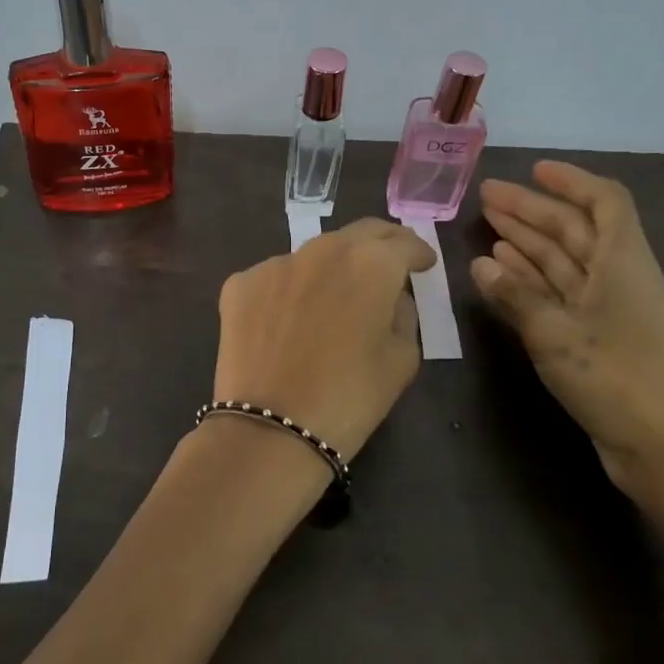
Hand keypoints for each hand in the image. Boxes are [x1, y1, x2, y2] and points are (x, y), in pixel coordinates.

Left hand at [213, 218, 435, 459]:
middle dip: (380, 245)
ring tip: (335, 297)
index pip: (403, 243)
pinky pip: (275, 279)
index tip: (423, 264)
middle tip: (389, 265)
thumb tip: (392, 296)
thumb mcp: (402, 359)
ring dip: (331, 268)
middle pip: (359, 235)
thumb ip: (404, 314)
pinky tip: (289, 321)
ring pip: (313, 255)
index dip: (418, 253)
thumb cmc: (350, 397)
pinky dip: (289, 290)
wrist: (271, 428)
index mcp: (371, 262)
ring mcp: (275, 263)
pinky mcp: (240, 283)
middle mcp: (322, 249)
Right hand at [470, 161, 663, 568]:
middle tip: (486, 199)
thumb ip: (516, 296)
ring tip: (487, 228)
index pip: (603, 202)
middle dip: (532, 211)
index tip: (534, 171)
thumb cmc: (619, 378)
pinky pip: (558, 296)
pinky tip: (500, 274)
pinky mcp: (596, 340)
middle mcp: (617, 278)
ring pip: (563, 263)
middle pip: (575, 230)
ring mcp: (607, 310)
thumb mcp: (557, 332)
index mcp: (622, 262)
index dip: (571, 182)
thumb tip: (481, 264)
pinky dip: (531, 282)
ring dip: (528, 244)